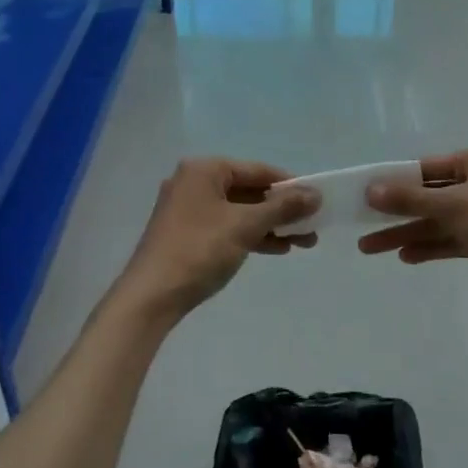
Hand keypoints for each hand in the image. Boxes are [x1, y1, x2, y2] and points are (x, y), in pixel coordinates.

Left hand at [114, 158, 319, 321]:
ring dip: (270, 225)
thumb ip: (282, 207)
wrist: (151, 297)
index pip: (257, 170)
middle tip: (312, 226)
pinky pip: (226, 226)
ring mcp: (188, 209)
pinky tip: (277, 248)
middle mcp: (194, 182)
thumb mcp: (246, 226)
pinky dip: (250, 235)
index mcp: (204, 170)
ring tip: (304, 242)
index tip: (316, 200)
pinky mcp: (186, 233)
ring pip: (239, 211)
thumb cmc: (200, 250)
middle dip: (282, 210)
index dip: (289, 185)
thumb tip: (316, 194)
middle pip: (249, 191)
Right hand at [358, 149, 467, 303]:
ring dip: (406, 232)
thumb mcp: (455, 206)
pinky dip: (429, 247)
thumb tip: (371, 189)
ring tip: (369, 247)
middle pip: (426, 196)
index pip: (423, 168)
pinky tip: (405, 257)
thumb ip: (412, 198)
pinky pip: (450, 240)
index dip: (392, 181)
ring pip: (435, 221)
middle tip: (359, 225)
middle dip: (394, 212)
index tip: (363, 194)